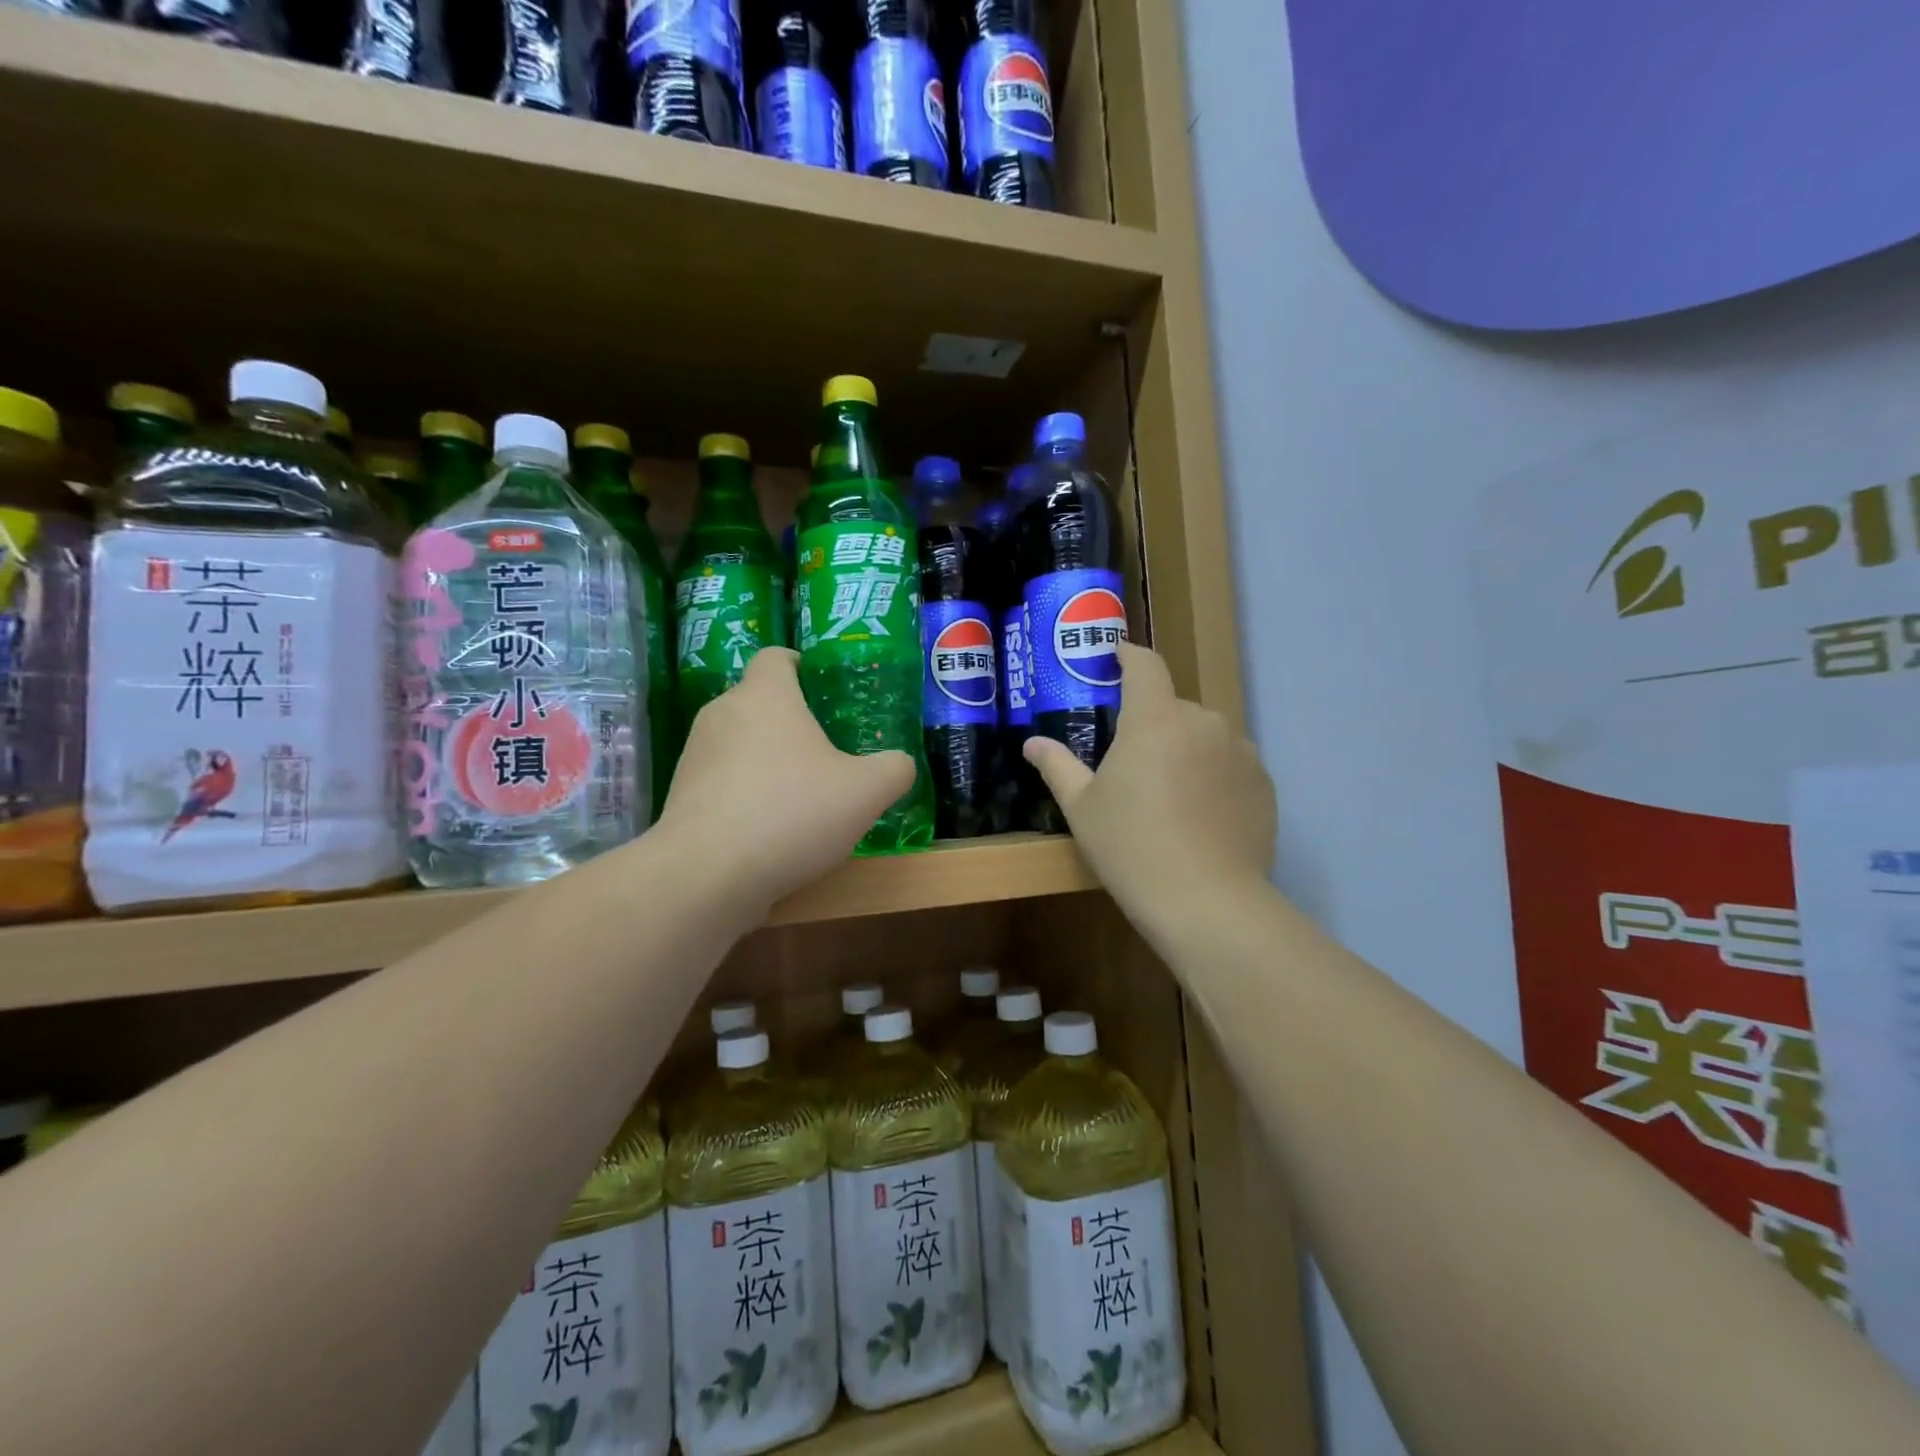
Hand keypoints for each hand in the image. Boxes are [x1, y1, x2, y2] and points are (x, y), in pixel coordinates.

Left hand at [658, 648, 914, 912]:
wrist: (707, 875)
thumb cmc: (792, 813)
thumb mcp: (866, 792)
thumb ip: (893, 769)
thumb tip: (899, 764)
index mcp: (765, 696)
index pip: (776, 657)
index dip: (799, 664)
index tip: (821, 687)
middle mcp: (722, 714)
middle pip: (758, 702)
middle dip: (790, 721)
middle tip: (826, 750)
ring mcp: (695, 756)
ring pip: (738, 744)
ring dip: (767, 761)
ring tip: (799, 796)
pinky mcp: (681, 797)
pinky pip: (722, 782)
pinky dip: (745, 795)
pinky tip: (769, 831)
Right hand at [1025, 643, 1275, 929]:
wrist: (1207, 903)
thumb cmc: (1131, 847)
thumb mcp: (1082, 808)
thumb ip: (1057, 766)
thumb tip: (1032, 743)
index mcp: (1156, 718)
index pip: (1145, 665)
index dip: (1128, 655)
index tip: (1116, 656)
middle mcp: (1204, 721)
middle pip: (1173, 706)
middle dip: (1152, 722)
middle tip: (1132, 760)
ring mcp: (1241, 752)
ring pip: (1205, 735)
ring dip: (1185, 749)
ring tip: (1169, 794)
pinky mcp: (1264, 784)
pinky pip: (1231, 765)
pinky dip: (1214, 776)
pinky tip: (1201, 816)